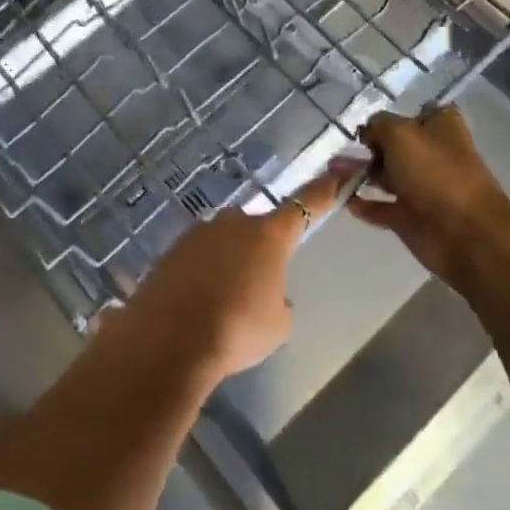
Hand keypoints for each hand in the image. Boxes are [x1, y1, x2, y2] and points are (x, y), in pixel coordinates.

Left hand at [115, 167, 346, 382]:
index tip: (339, 171)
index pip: (305, 206)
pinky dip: (201, 276)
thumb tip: (267, 294)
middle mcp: (234, 222)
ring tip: (220, 306)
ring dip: (227, 265)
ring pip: (224, 244)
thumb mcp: (278, 324)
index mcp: (269, 235)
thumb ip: (278, 301)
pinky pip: (197, 258)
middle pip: (256, 230)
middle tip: (254, 292)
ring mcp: (199, 232)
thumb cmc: (237, 328)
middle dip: (258, 253)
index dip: (323, 191)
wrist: (171, 338)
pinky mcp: (172, 248)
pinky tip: (196, 306)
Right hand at [350, 106, 509, 287]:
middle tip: (338, 148)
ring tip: (331, 171)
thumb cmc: (436, 174)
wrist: (465, 236)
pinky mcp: (409, 217)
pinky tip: (339, 197)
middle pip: (393, 145)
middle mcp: (431, 155)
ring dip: (357, 172)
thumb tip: (368, 132)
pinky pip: (379, 206)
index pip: (415, 113)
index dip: (392, 116)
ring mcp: (420, 188)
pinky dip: (361, 202)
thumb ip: (378, 125)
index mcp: (440, 128)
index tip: (367, 123)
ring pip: (383, 175)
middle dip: (366, 145)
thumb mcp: (400, 134)